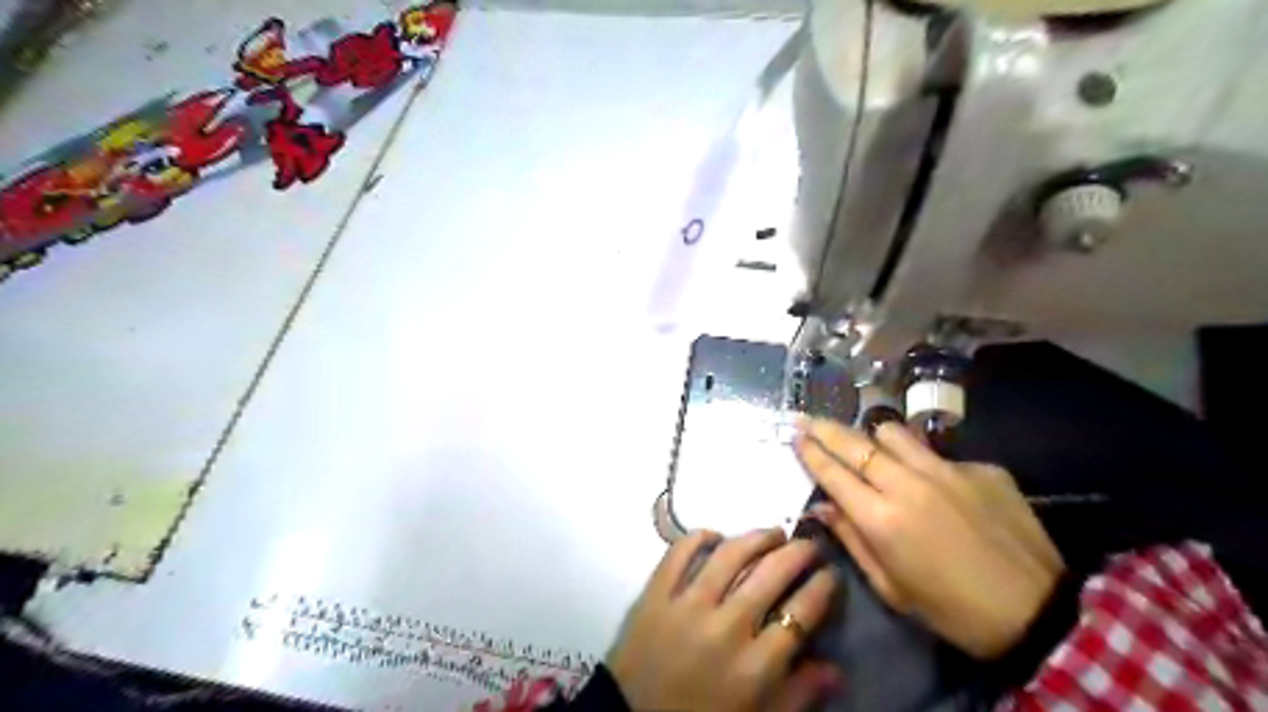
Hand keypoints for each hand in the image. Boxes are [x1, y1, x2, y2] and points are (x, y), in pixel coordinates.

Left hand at [607, 528, 838, 711]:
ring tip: (772, 533)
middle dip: (799, 552)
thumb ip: (798, 694)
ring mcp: (687, 605)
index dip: (824, 585)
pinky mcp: (655, 594)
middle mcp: (726, 627)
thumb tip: (836, 668)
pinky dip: (699, 537)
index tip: (831, 572)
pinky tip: (716, 535)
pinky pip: (679, 552)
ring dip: (757, 537)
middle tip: (808, 544)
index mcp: (755, 666)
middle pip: (771, 573)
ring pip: (730, 554)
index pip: (802, 612)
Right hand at [794, 419, 1060, 659]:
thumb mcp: (891, 587)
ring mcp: (948, 470)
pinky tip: (938, 486)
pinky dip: (925, 463)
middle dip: (825, 428)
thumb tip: (822, 506)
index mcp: (882, 519)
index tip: (795, 433)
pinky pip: (937, 454)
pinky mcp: (981, 468)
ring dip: (875, 438)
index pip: (833, 472)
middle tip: (807, 418)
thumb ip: (852, 540)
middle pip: (855, 443)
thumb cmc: (951, 609)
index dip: (810, 450)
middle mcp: (909, 484)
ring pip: (894, 433)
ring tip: (871, 446)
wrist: (1038, 611)